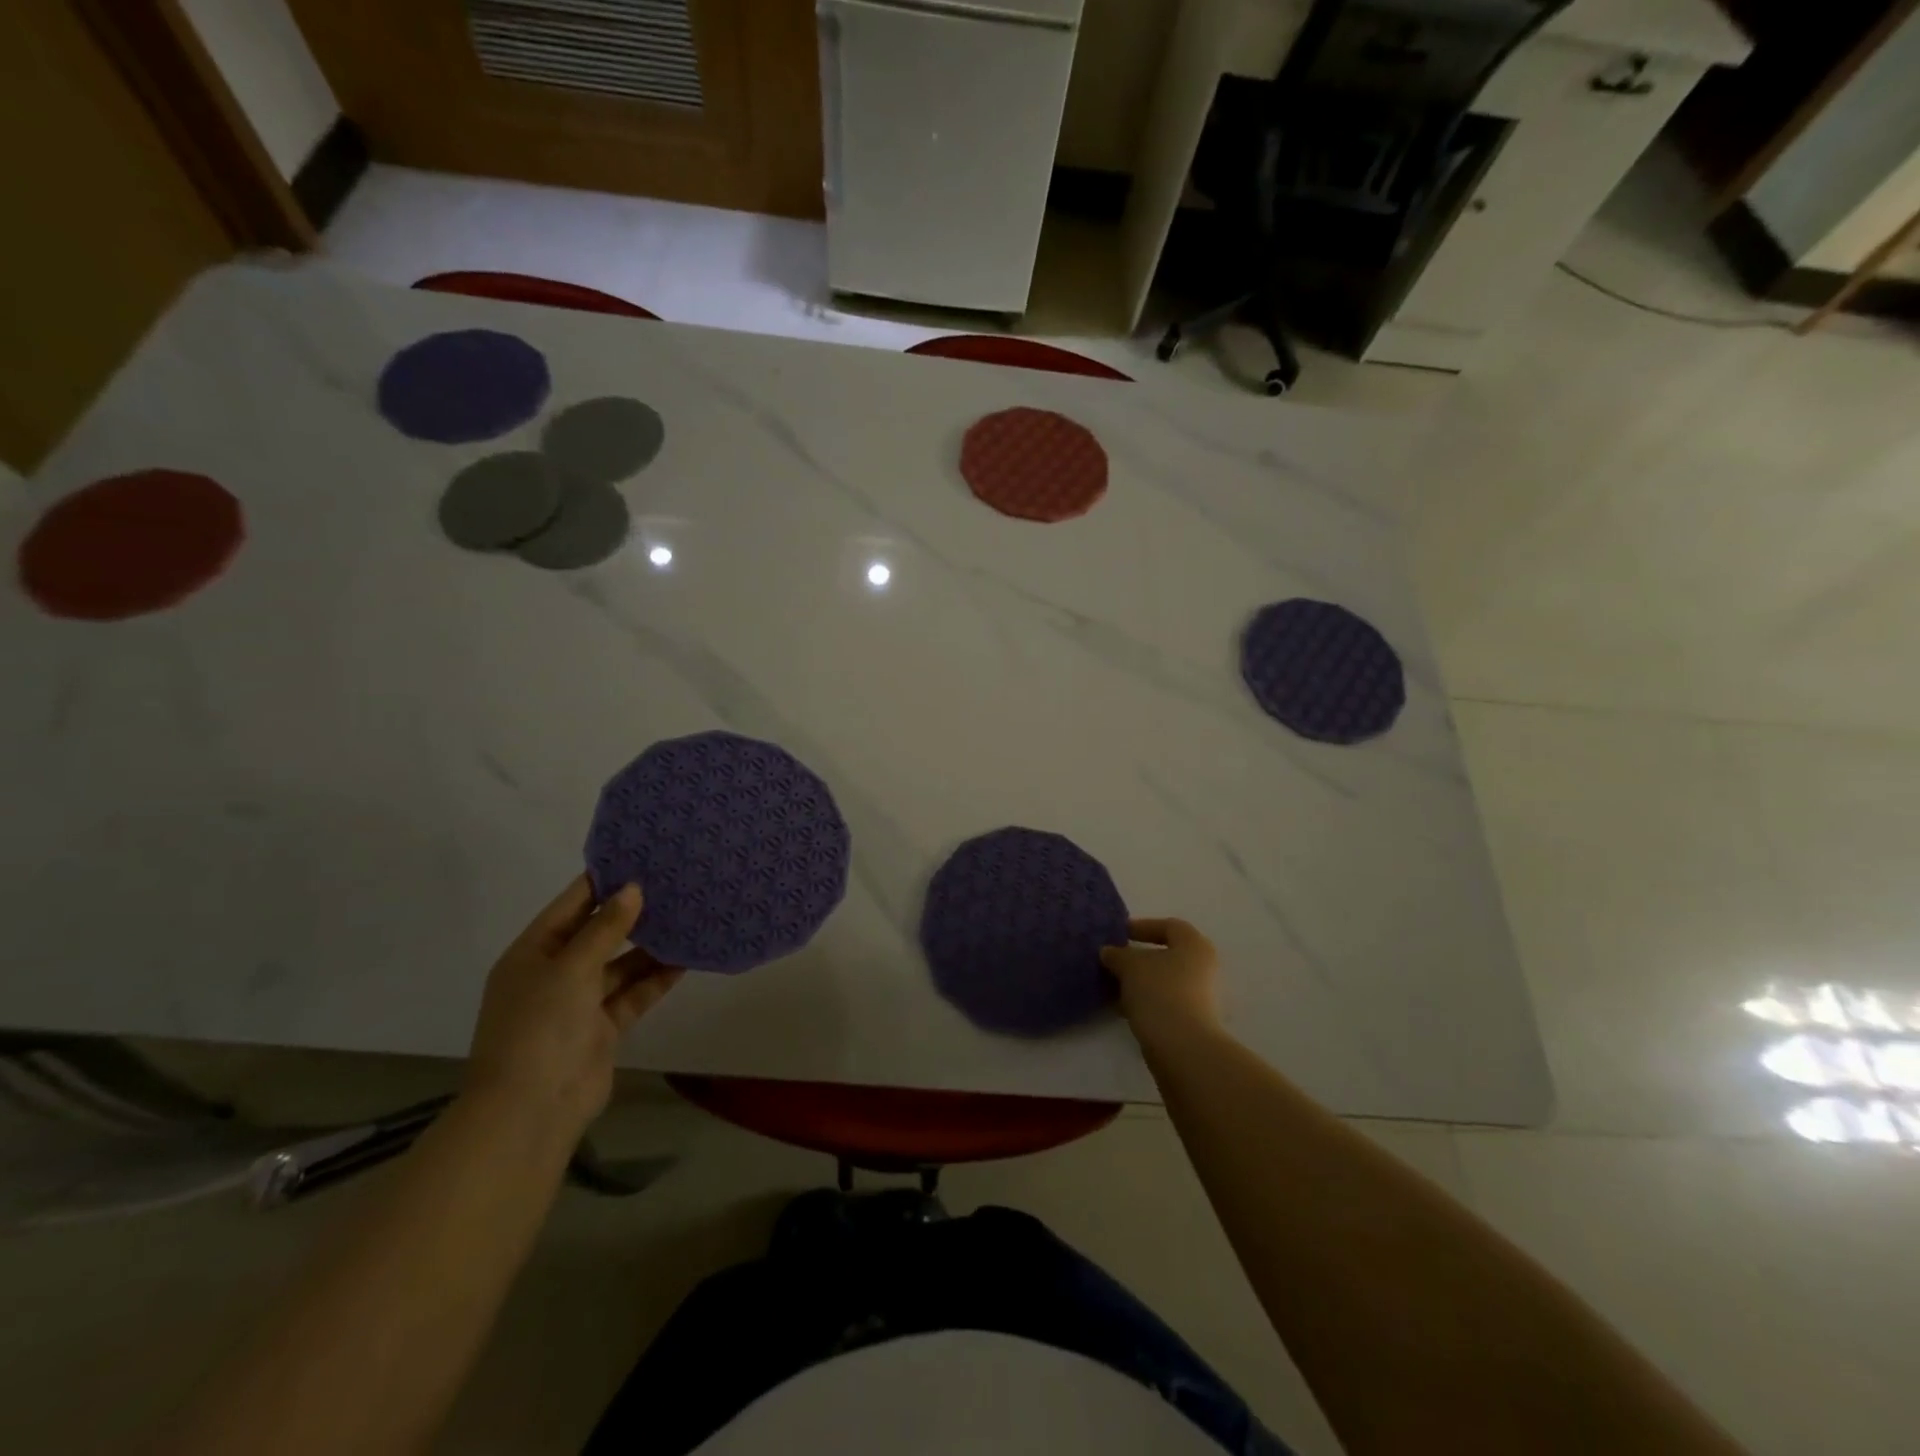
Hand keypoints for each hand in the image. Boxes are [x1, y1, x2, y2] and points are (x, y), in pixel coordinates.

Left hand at [464, 876, 682, 1133]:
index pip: (572, 905)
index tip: (641, 857)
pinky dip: (657, 978)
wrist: (531, 1110)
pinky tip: (687, 958)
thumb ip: (605, 928)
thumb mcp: (570, 968)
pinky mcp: (603, 1027)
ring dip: (650, 946)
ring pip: (621, 964)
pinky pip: (634, 993)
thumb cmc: (540, 1027)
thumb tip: (633, 888)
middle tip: (674, 884)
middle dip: (633, 913)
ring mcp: (579, 1003)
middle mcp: (555, 973)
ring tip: (688, 916)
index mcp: (533, 953)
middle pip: (599, 933)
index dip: (603, 881)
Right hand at [1101, 918, 1220, 1039]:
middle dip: (1138, 957)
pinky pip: (1165, 1001)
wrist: (1183, 1048)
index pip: (1169, 926)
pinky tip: (1123, 1007)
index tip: (1118, 934)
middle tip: (1113, 960)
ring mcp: (1201, 996)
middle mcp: (1203, 967)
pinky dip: (1145, 1000)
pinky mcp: (1193, 1021)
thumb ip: (1117, 954)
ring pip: (1164, 980)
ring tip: (1113, 985)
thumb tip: (1108, 952)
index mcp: (1194, 945)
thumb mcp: (1130, 966)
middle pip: (1166, 955)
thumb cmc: (1159, 993)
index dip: (1142, 926)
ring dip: (1139, 981)